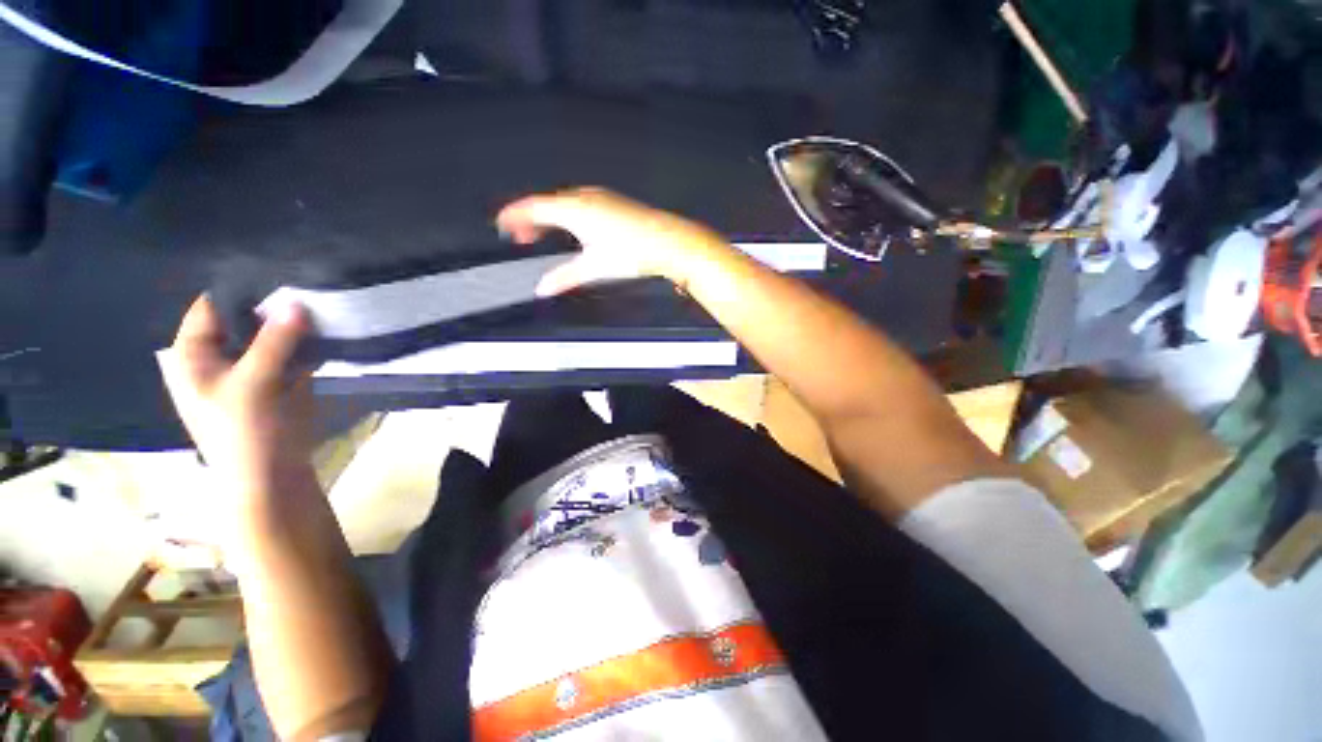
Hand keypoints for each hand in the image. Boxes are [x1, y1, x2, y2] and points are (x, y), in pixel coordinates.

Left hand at [160, 295, 316, 503]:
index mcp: (192, 354)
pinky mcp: (278, 378)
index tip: (278, 272)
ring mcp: (250, 366)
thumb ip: (273, 342)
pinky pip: (291, 350)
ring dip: (292, 322)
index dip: (240, 289)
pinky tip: (326, 326)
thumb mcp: (253, 384)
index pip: (210, 306)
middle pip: (243, 318)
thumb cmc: (246, 432)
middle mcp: (218, 355)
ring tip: (320, 299)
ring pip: (270, 333)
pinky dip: (305, 340)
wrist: (272, 475)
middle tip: (306, 284)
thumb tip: (296, 301)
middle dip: (272, 305)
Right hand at [496, 187, 731, 295]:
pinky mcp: (613, 202)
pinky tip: (574, 230)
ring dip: (550, 218)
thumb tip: (544, 288)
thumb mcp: (594, 267)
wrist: (668, 241)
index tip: (501, 224)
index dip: (514, 215)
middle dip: (531, 220)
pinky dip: (568, 215)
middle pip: (547, 204)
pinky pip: (581, 204)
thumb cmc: (633, 251)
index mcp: (573, 209)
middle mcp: (584, 197)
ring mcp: (601, 197)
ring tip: (543, 235)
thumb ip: (565, 277)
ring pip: (564, 204)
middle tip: (521, 236)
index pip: (533, 207)